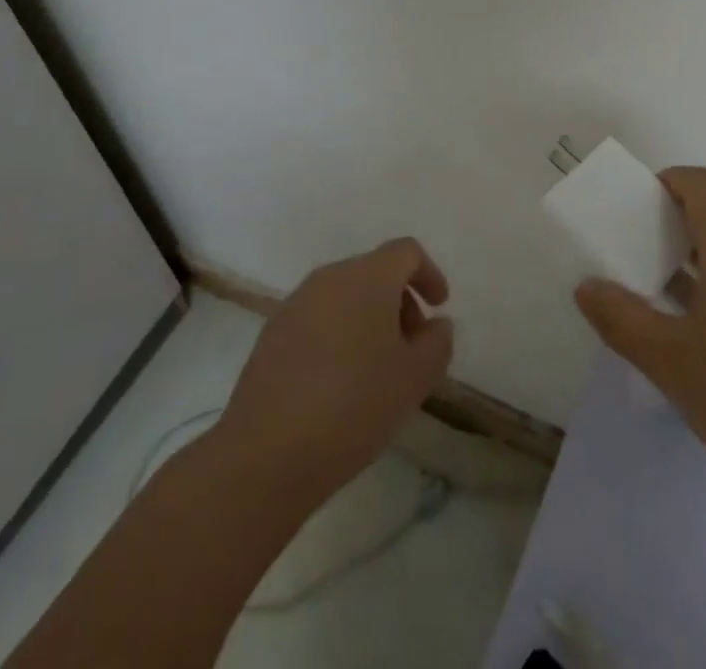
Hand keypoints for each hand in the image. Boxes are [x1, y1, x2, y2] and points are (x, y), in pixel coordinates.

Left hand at [218, 238, 454, 505]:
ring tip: (377, 368)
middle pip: (374, 271)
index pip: (405, 252)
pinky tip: (339, 381)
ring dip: (369, 318)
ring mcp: (295, 304)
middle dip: (400, 300)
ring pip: (344, 295)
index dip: (429, 273)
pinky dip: (339, 333)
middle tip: (412, 345)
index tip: (439, 307)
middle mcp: (329, 277)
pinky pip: (318, 318)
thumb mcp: (415, 378)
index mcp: (367, 277)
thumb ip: (437, 342)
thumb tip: (435, 324)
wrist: (266, 453)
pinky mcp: (272, 334)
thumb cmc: (354, 405)